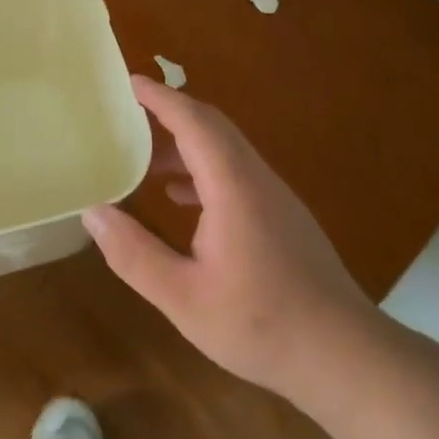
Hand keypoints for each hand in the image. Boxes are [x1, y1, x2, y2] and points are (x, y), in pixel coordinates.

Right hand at [82, 77, 379, 399]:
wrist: (345, 357)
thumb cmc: (261, 325)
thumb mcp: (183, 297)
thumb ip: (134, 254)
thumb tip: (94, 213)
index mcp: (234, 187)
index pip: (195, 122)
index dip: (160, 98)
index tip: (127, 82)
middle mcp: (257, 180)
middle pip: (212, 127)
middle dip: (169, 113)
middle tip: (125, 115)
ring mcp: (275, 198)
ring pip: (226, 151)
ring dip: (184, 145)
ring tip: (143, 160)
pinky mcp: (283, 218)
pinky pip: (236, 174)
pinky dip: (202, 170)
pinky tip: (179, 198)